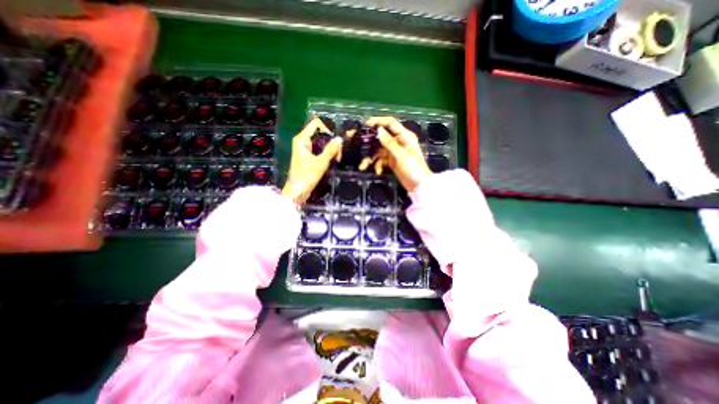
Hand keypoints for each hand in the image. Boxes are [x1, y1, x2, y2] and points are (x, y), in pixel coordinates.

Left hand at [281, 117, 340, 204]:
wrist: (297, 191)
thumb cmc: (307, 176)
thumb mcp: (321, 162)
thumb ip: (331, 150)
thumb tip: (340, 139)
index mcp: (302, 139)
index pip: (316, 124)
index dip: (328, 128)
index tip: (337, 137)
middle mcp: (302, 141)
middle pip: (320, 133)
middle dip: (331, 140)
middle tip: (340, 150)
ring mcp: (305, 149)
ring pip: (321, 142)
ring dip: (330, 147)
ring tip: (338, 156)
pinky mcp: (308, 156)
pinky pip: (320, 149)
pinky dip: (327, 152)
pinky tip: (334, 158)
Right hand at [363, 117, 428, 192]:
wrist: (418, 186)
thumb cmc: (413, 169)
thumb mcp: (401, 155)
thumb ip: (389, 143)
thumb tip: (378, 130)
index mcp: (405, 136)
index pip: (390, 123)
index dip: (378, 121)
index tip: (366, 124)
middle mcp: (398, 141)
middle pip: (381, 137)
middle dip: (369, 140)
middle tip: (355, 140)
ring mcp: (394, 152)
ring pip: (378, 150)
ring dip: (371, 157)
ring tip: (363, 165)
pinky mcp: (391, 161)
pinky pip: (381, 160)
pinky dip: (378, 165)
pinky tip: (378, 171)